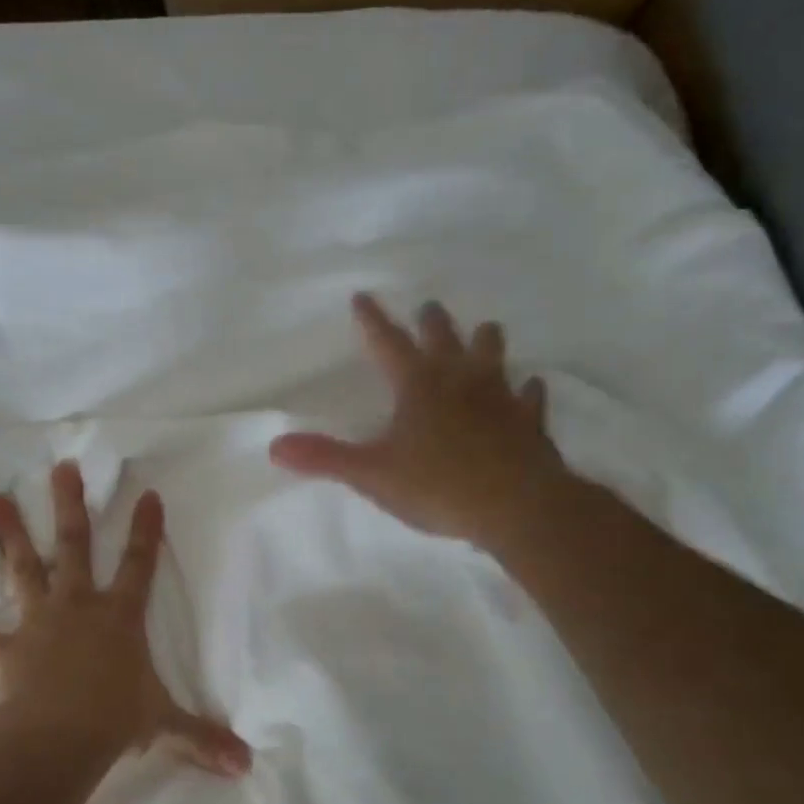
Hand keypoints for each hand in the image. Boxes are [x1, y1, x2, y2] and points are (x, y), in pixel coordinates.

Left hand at [0, 461, 251, 777]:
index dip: (145, 529)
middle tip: (61, 468)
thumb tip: (245, 766)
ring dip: (10, 534)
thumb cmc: (117, 719)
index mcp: (119, 616)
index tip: (146, 494)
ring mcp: (39, 621)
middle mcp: (79, 606)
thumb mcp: (164, 724)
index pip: (139, 564)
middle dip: (70, 506)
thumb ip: (202, 739)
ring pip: (24, 568)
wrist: (63, 736)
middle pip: (74, 546)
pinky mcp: (6, 648)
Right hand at [269, 294, 572, 559]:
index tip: (362, 296)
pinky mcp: (529, 422)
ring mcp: (500, 398)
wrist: (517, 507)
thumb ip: (324, 458)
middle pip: (444, 339)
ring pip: (493, 356)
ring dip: (485, 342)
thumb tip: (275, 446)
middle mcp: (460, 380)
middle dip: (432, 322)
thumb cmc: (438, 486)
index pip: (388, 343)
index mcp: (418, 386)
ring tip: (484, 330)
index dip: (373, 320)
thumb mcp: (372, 474)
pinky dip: (526, 391)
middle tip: (429, 307)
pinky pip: (529, 397)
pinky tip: (529, 387)